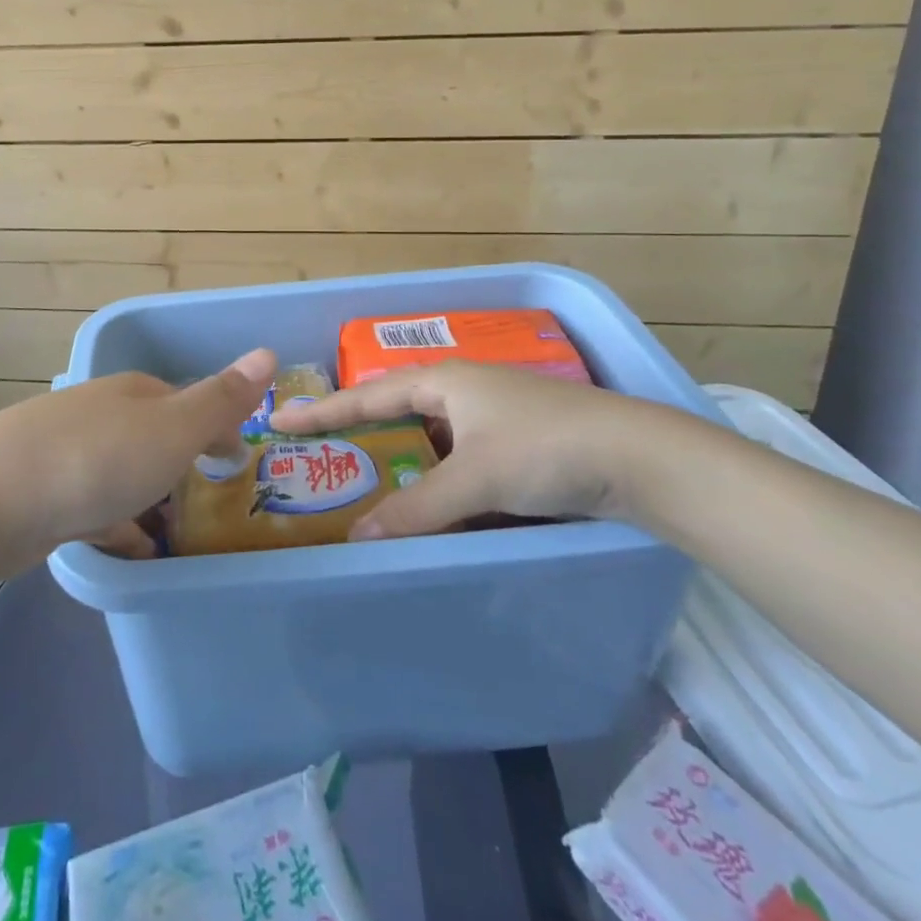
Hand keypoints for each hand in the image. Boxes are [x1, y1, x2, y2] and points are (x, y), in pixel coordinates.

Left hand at [0, 349, 276, 564]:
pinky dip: (114, 524)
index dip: (216, 428)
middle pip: (151, 435)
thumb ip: (221, 398)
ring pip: (120, 471)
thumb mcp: (173, 429)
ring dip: (147, 497)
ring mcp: (64, 449)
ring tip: (173, 535)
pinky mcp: (38, 490)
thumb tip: (268, 352)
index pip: (186, 402)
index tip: (236, 462)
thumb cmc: (97, 459)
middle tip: (207, 502)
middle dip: (179, 463)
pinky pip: (90, 504)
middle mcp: (99, 412)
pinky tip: (128, 551)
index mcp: (134, 392)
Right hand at [267, 360, 693, 539]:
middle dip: (359, 434)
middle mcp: (462, 392)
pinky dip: (437, 480)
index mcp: (444, 381)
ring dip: (400, 463)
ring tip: (366, 487)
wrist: (641, 459)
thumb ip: (418, 508)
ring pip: (429, 440)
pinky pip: (458, 461)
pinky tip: (428, 505)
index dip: (322, 410)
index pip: (368, 396)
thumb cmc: (546, 449)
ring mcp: (491, 418)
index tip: (278, 420)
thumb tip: (359, 539)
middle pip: (396, 413)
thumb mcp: (477, 479)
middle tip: (321, 458)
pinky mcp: (516, 446)